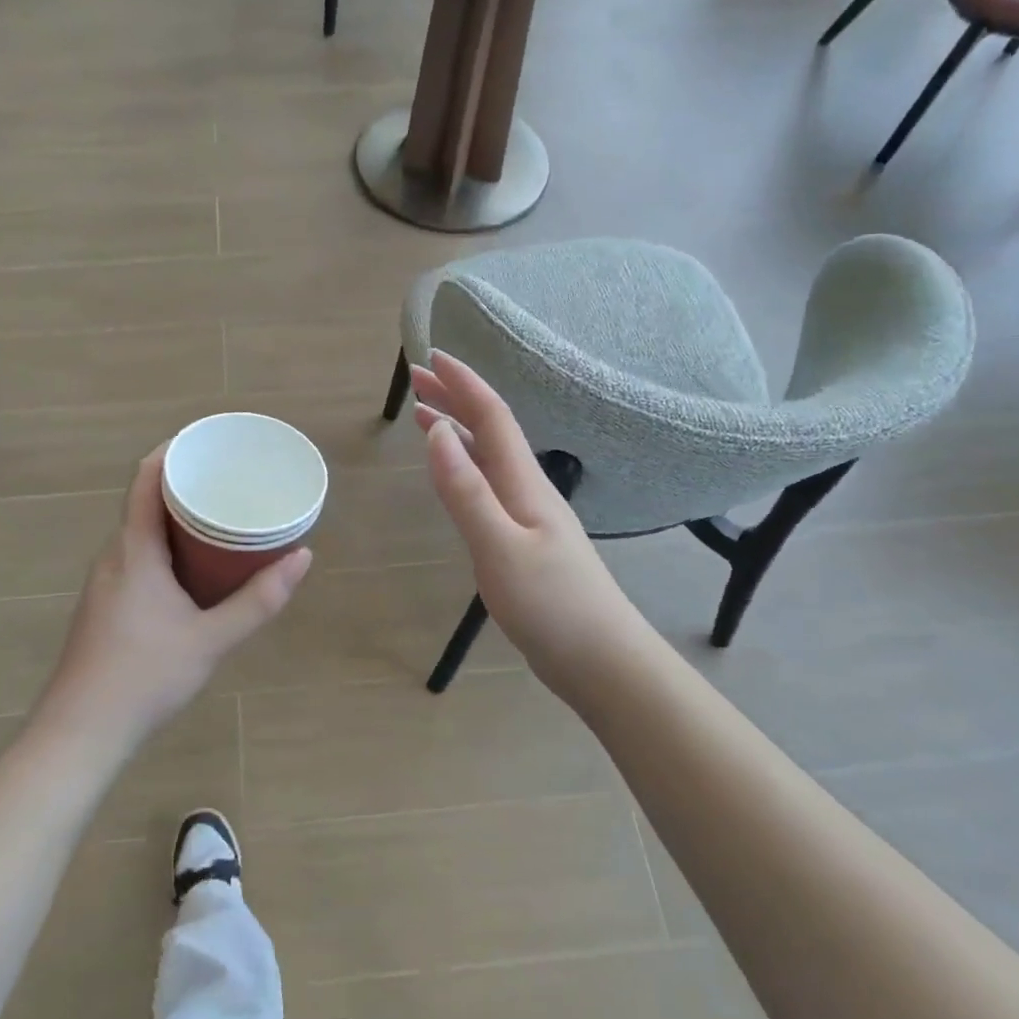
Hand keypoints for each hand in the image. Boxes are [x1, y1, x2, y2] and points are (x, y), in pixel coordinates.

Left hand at [36, 446, 311, 749]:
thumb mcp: (212, 639)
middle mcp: (114, 555)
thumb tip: (303, 557)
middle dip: (185, 485)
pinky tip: (192, 569)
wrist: (81, 732)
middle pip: (146, 501)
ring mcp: (104, 580)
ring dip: (176, 519)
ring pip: (141, 532)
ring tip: (219, 519)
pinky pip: (137, 556)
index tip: (208, 443)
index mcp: (134, 549)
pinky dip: (166, 547)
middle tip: (229, 482)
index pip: (147, 478)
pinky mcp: (104, 604)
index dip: (173, 450)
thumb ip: (259, 600)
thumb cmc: (145, 676)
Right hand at [414, 351, 637, 700]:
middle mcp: (527, 488)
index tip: (430, 358)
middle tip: (416, 379)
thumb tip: (437, 431)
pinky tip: (456, 474)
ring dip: (457, 429)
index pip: (492, 416)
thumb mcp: (499, 547)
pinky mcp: (524, 540)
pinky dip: (465, 465)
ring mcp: (528, 515)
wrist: (602, 661)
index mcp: (524, 482)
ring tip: (425, 416)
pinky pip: (489, 484)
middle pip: (490, 429)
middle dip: (454, 399)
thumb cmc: (552, 605)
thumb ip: (466, 490)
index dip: (462, 384)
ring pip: (489, 456)